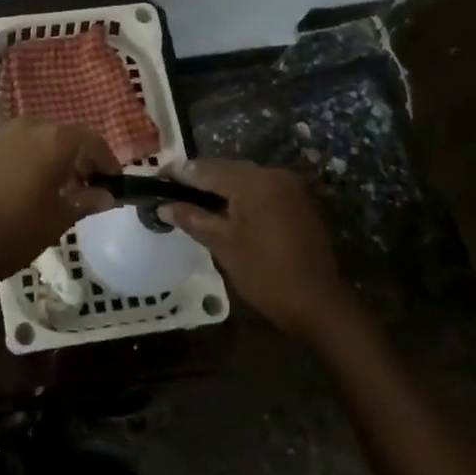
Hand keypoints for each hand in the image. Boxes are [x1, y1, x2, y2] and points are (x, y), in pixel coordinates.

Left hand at [0, 120, 118, 280]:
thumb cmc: (18, 230)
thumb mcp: (60, 218)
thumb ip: (86, 200)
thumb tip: (106, 195)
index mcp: (54, 140)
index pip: (90, 139)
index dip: (105, 159)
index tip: (112, 180)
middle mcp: (27, 127)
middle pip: (61, 134)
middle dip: (76, 156)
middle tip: (84, 183)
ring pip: (32, 138)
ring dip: (47, 155)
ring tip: (52, 185)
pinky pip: (8, 148)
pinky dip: (21, 160)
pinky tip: (18, 186)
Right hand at [165, 159, 350, 340]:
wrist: (320, 305)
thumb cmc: (266, 274)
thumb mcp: (223, 245)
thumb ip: (192, 218)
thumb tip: (163, 206)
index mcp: (253, 181)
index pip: (206, 169)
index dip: (178, 174)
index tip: (156, 178)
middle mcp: (272, 174)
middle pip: (225, 170)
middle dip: (198, 179)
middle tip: (171, 191)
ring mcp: (289, 187)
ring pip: (243, 179)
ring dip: (219, 187)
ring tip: (193, 201)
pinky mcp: (298, 202)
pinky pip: (260, 190)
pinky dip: (240, 196)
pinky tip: (225, 210)